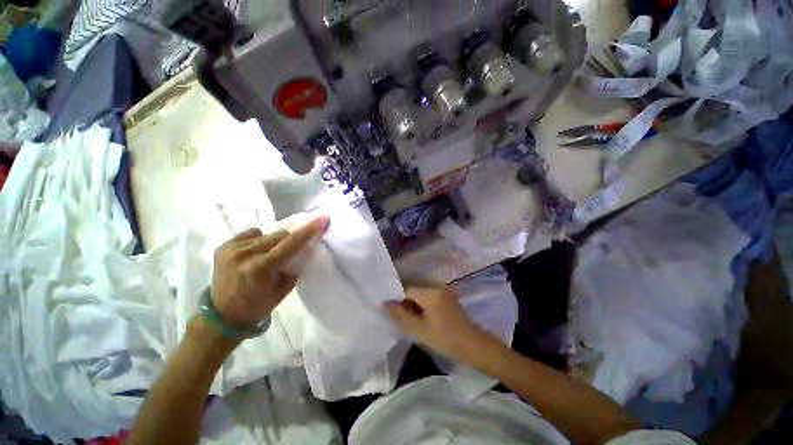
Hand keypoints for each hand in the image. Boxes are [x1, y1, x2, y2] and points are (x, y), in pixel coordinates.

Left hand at [211, 216, 329, 326]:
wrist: (223, 315)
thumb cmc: (258, 305)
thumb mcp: (284, 289)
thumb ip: (295, 265)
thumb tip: (306, 247)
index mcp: (260, 268)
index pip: (291, 243)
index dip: (310, 230)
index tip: (324, 219)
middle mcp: (244, 254)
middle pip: (281, 235)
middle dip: (290, 241)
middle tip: (289, 254)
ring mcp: (232, 249)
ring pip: (268, 234)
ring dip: (275, 242)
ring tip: (270, 256)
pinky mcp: (224, 246)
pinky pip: (252, 234)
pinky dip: (260, 240)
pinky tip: (256, 252)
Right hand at [385, 284, 493, 363]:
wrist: (472, 344)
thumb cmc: (445, 339)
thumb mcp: (419, 330)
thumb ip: (400, 316)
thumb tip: (385, 304)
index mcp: (430, 292)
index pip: (406, 289)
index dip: (396, 298)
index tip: (390, 309)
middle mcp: (436, 285)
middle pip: (413, 287)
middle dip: (404, 299)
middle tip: (398, 314)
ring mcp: (442, 288)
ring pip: (420, 290)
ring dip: (412, 301)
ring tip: (409, 316)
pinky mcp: (446, 293)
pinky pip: (428, 293)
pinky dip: (421, 301)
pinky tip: (420, 314)